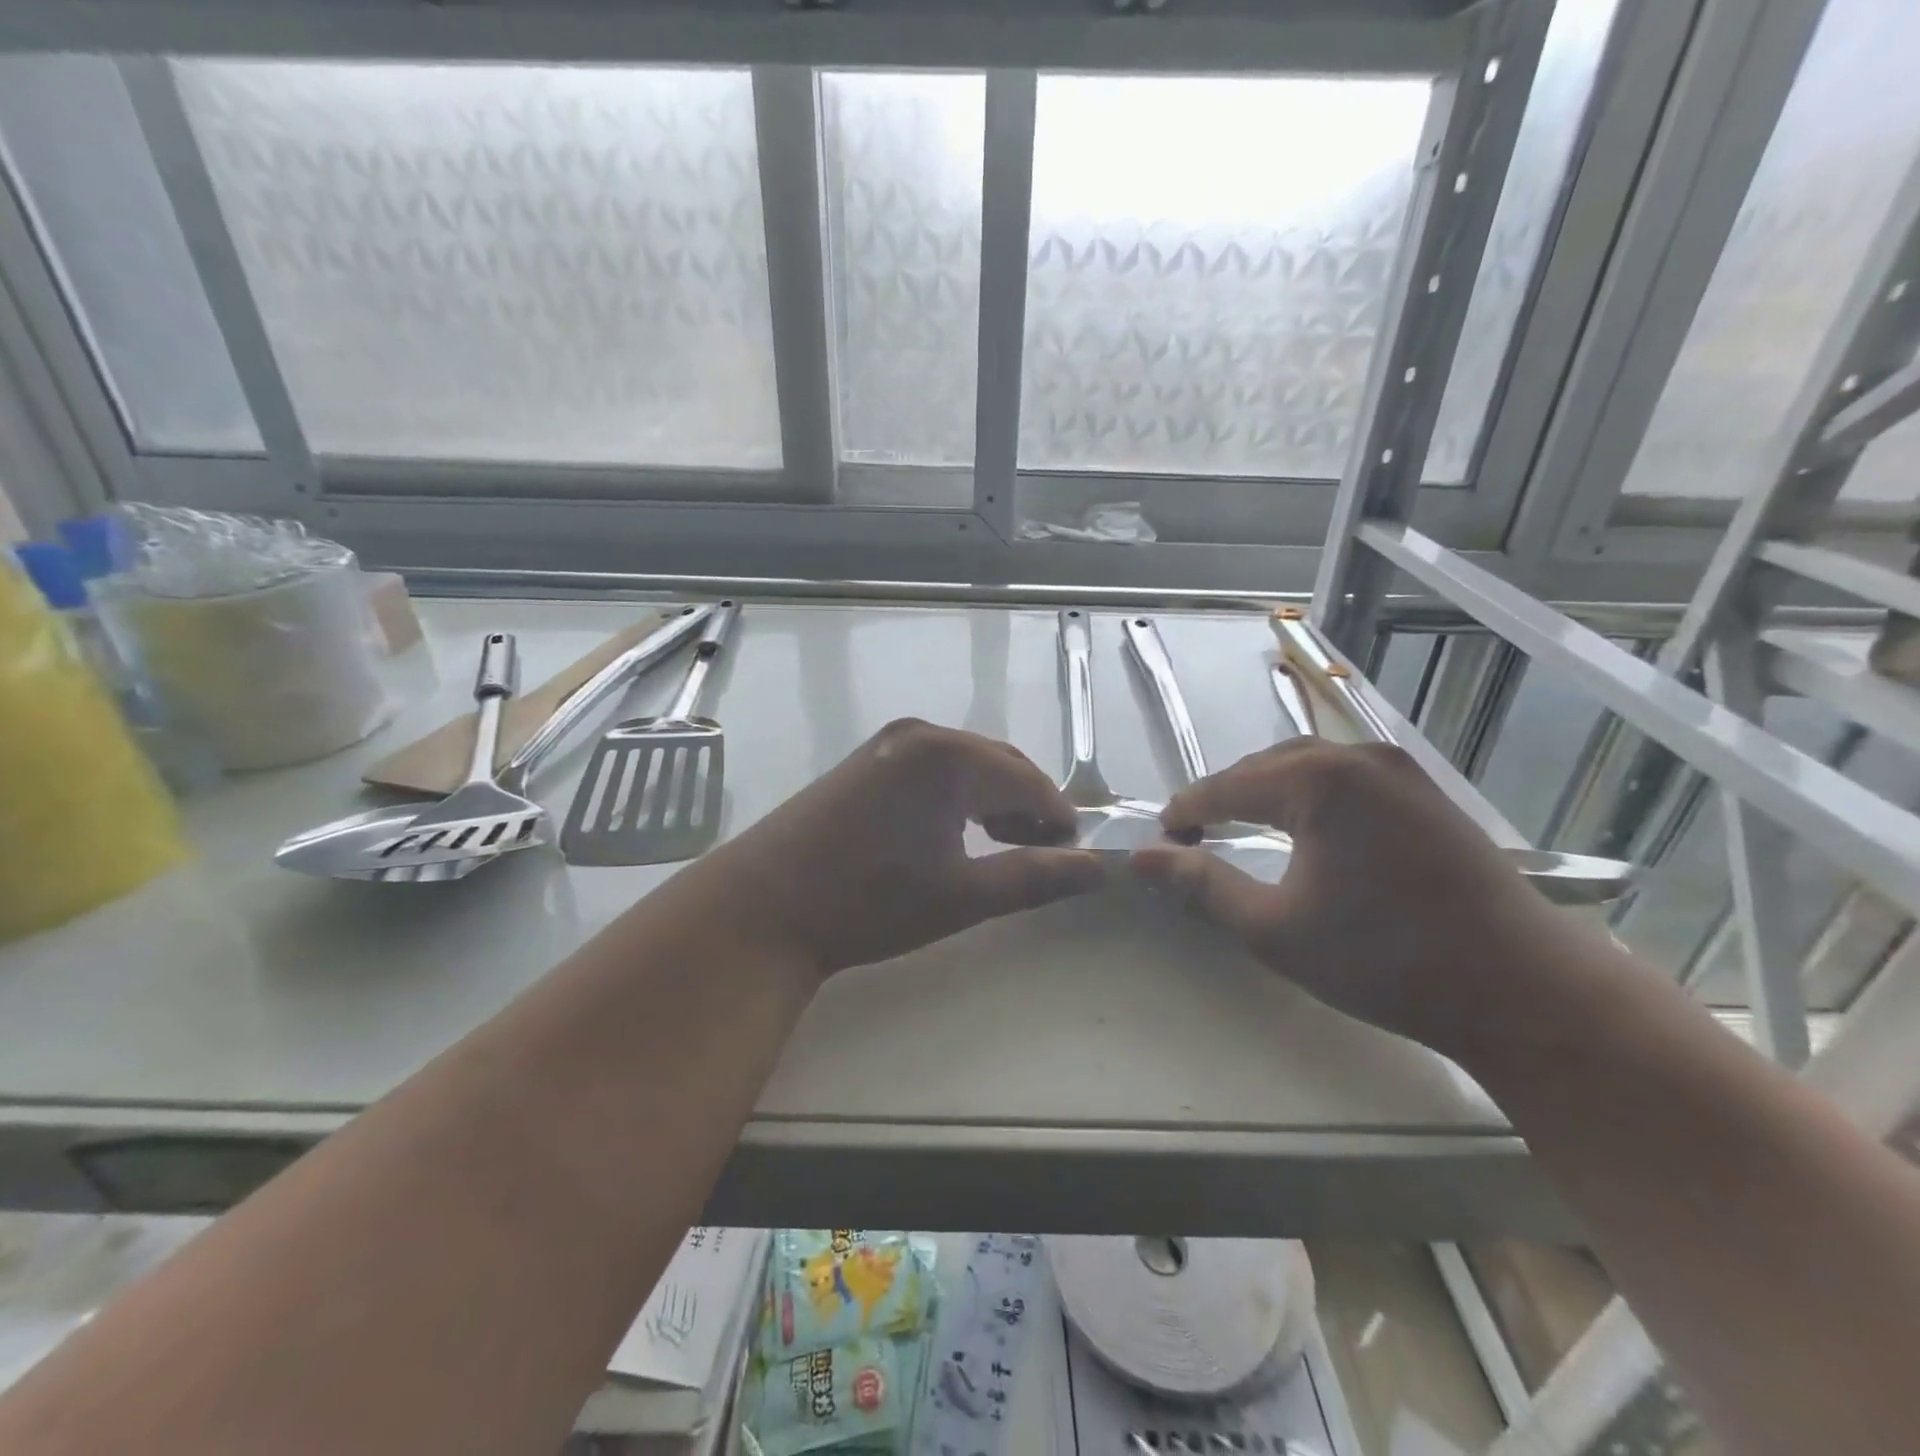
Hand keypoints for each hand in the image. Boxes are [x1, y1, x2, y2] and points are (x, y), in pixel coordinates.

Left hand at [685, 719, 1103, 976]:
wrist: (763, 906)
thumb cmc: (869, 902)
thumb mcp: (963, 896)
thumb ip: (1036, 876)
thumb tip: (1100, 868)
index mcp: (950, 757)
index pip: (1029, 780)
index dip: (1059, 817)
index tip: (1075, 854)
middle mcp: (922, 734)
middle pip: (999, 764)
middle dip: (1028, 805)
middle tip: (1043, 853)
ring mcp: (888, 742)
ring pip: (966, 764)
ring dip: (994, 799)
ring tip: (1005, 845)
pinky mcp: (866, 759)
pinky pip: (932, 767)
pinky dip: (957, 794)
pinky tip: (954, 830)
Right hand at [1131, 739, 1587, 1056]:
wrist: (1523, 990)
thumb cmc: (1386, 960)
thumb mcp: (1275, 929)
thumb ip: (1202, 886)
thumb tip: (1141, 858)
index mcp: (1317, 781)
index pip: (1226, 786)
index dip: (1186, 812)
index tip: (1161, 841)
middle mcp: (1358, 758)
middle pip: (1265, 766)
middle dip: (1224, 798)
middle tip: (1195, 839)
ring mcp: (1399, 770)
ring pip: (1307, 765)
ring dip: (1266, 793)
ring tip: (1242, 830)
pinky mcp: (1425, 792)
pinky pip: (1345, 776)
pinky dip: (1309, 795)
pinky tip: (1306, 829)